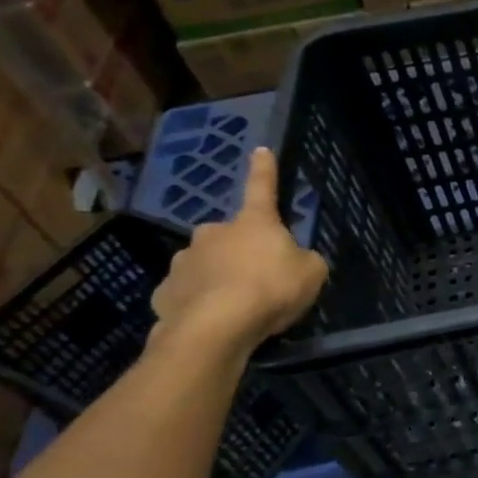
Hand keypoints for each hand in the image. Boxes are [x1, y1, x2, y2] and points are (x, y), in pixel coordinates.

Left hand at [149, 148, 328, 352]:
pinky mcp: (165, 292)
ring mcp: (183, 261)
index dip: (264, 170)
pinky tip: (212, 321)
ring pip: (205, 264)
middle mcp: (213, 232)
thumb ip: (304, 261)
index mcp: (253, 222)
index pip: (262, 187)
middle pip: (230, 236)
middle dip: (240, 250)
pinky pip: (188, 293)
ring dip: (218, 277)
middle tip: (257, 277)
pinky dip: (199, 302)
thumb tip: (292, 260)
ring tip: (234, 306)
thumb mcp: (311, 273)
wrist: (215, 328)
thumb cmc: (271, 290)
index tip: (260, 150)